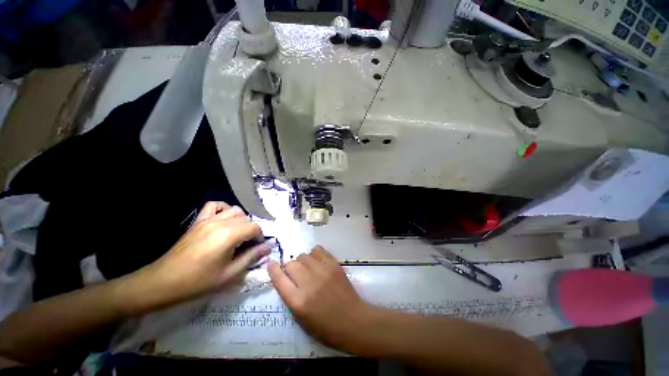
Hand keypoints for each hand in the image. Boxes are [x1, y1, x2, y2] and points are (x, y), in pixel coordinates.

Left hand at [138, 202, 270, 308]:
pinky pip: (214, 205)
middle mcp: (220, 222)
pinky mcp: (198, 221)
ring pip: (234, 210)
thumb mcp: (230, 274)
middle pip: (246, 219)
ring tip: (237, 234)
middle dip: (251, 230)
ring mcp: (208, 219)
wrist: (163, 282)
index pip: (254, 227)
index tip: (257, 248)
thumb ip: (251, 257)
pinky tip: (224, 219)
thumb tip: (267, 248)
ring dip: (241, 220)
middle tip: (247, 245)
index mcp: (229, 235)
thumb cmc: (198, 281)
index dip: (260, 237)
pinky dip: (223, 208)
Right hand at [268, 246, 374, 351]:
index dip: (273, 270)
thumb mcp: (301, 319)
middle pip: (291, 264)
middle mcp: (308, 283)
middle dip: (289, 268)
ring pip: (303, 255)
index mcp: (298, 301)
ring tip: (308, 269)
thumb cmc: (325, 327)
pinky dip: (314, 254)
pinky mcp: (333, 264)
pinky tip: (317, 261)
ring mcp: (322, 271)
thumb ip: (290, 297)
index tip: (271, 264)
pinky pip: (318, 250)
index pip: (279, 279)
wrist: (353, 320)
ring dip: (302, 261)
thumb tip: (284, 278)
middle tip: (296, 275)